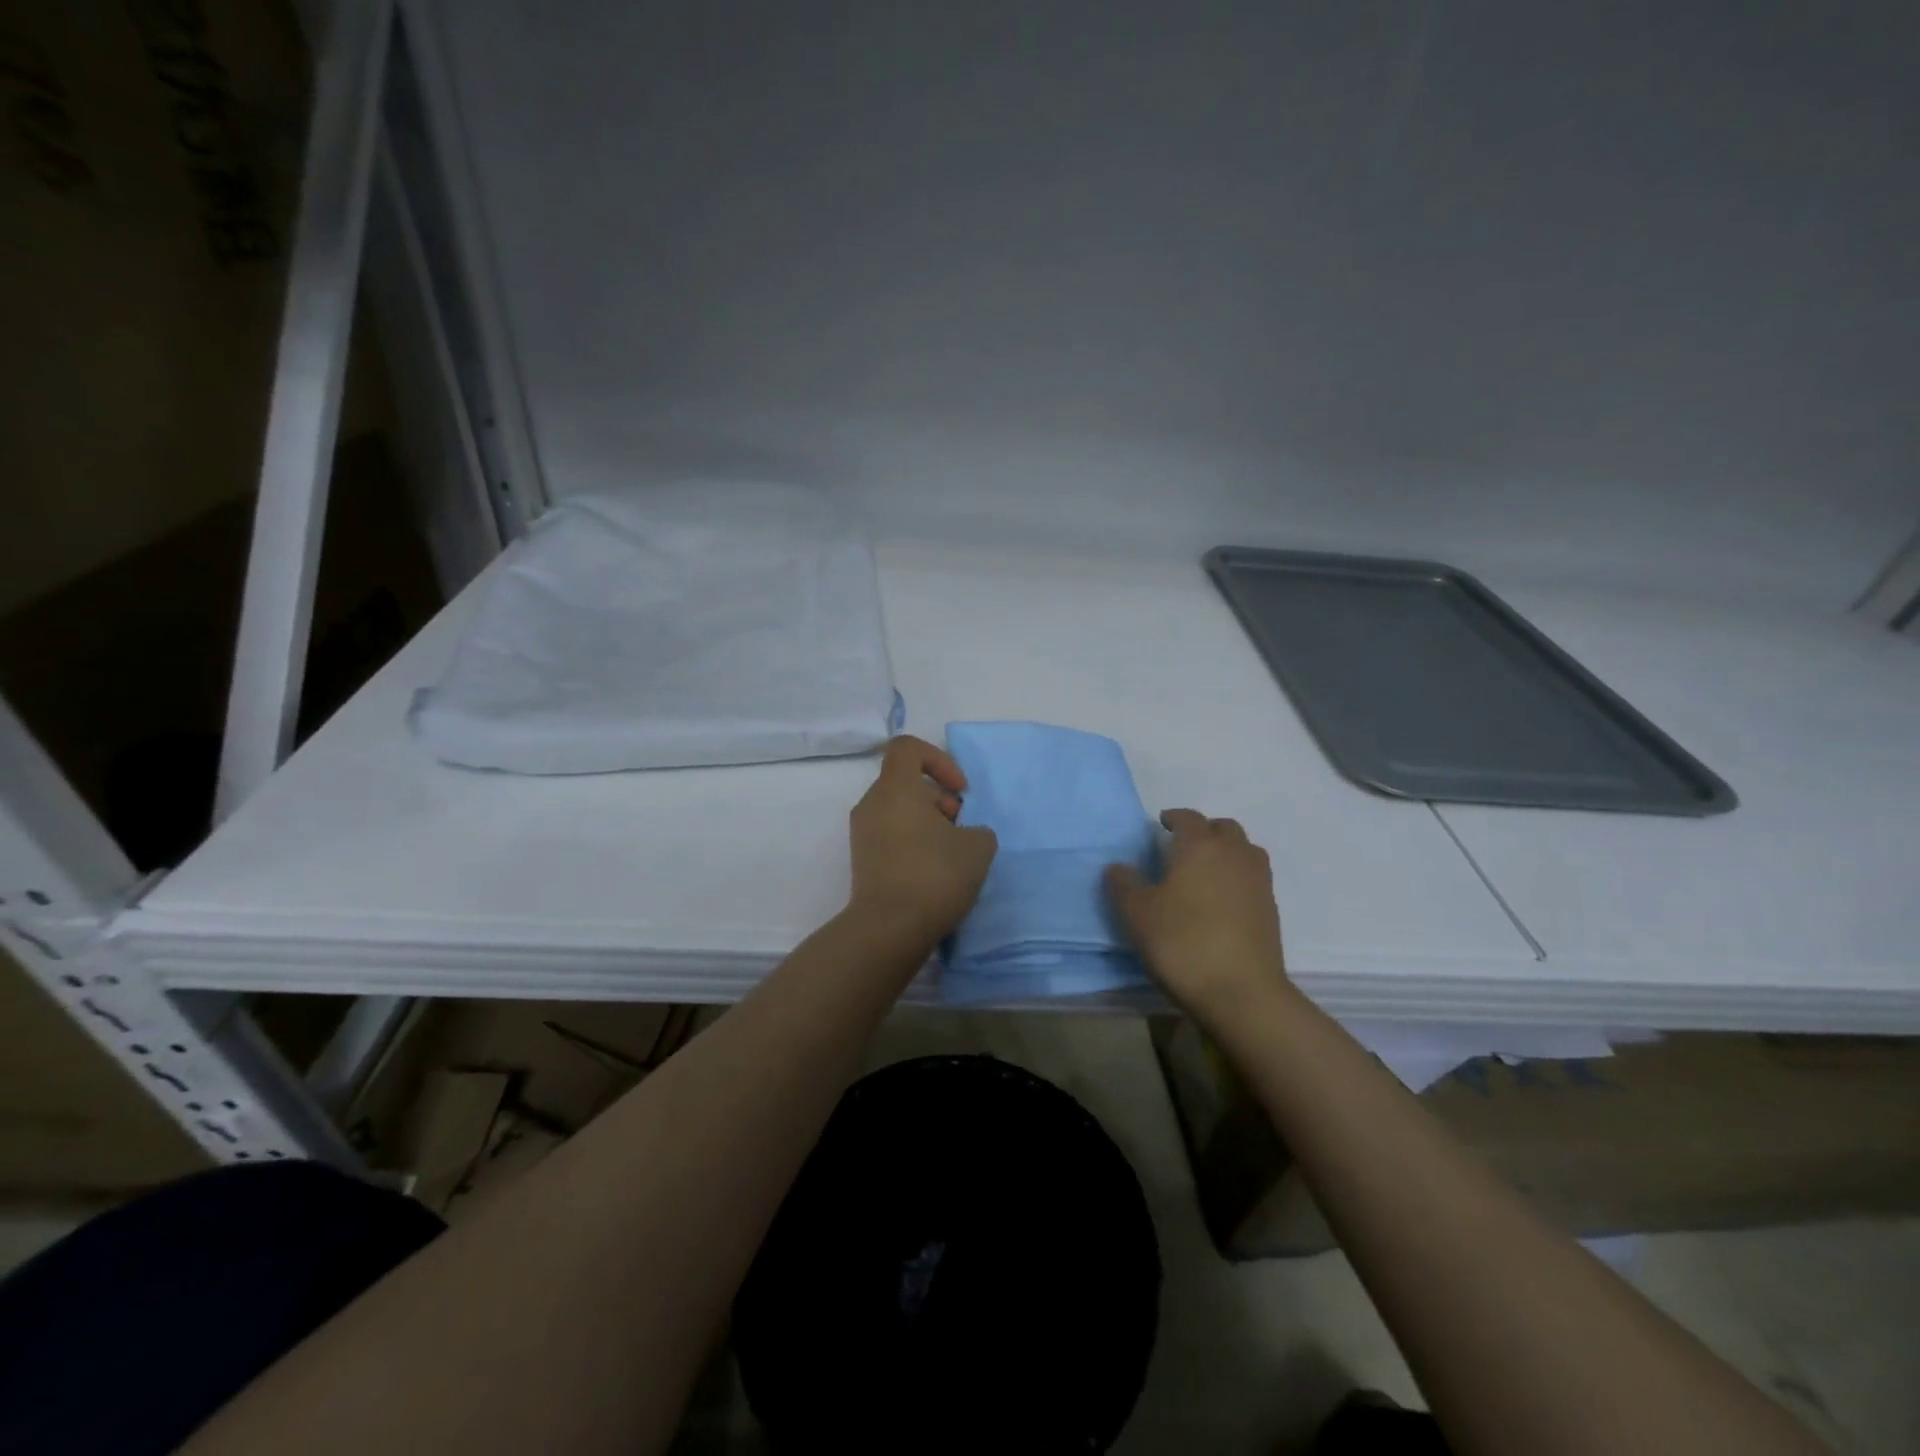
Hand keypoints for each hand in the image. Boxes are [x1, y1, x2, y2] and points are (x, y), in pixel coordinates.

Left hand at [846, 736, 998, 948]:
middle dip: (940, 800)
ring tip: (951, 855)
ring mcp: (863, 834)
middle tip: (961, 830)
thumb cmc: (934, 875)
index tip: (960, 790)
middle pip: (907, 783)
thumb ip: (977, 829)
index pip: (908, 748)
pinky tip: (934, 873)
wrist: (889, 929)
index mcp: (895, 788)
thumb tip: (963, 834)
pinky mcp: (863, 861)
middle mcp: (872, 804)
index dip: (939, 760)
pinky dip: (913, 843)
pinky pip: (891, 836)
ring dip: (929, 823)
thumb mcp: (978, 847)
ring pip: (900, 811)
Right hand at [1105, 809, 1287, 1017]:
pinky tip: (1221, 900)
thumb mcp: (1137, 913)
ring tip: (1206, 871)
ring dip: (1226, 851)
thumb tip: (1118, 867)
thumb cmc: (1182, 942)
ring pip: (1244, 850)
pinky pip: (1253, 878)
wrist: (1241, 992)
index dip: (1174, 818)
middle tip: (1183, 847)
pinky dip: (1238, 878)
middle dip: (1204, 831)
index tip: (1162, 825)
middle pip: (1223, 828)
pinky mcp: (1271, 909)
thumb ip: (1124, 884)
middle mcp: (1233, 854)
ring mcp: (1258, 881)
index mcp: (1199, 846)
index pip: (1188, 818)